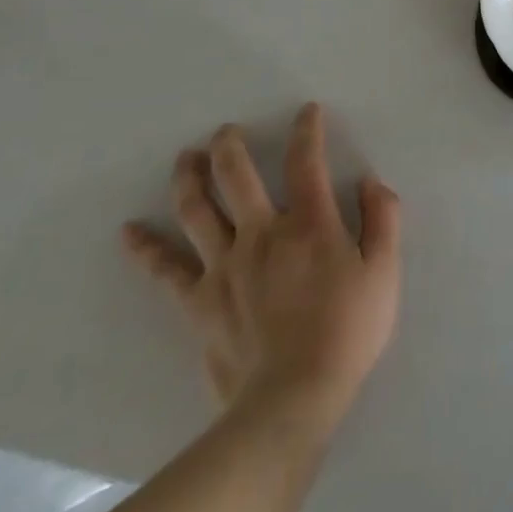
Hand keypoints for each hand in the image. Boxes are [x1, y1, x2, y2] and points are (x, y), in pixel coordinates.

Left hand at [123, 104, 401, 438]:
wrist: (292, 400)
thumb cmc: (348, 331)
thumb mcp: (384, 271)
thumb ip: (383, 219)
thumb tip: (370, 182)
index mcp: (309, 224)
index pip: (305, 162)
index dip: (307, 131)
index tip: (307, 112)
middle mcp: (261, 234)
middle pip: (236, 176)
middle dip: (230, 146)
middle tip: (225, 131)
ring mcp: (223, 267)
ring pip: (197, 210)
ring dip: (188, 178)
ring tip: (185, 157)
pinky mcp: (198, 302)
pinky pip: (165, 270)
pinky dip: (145, 249)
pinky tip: (128, 231)